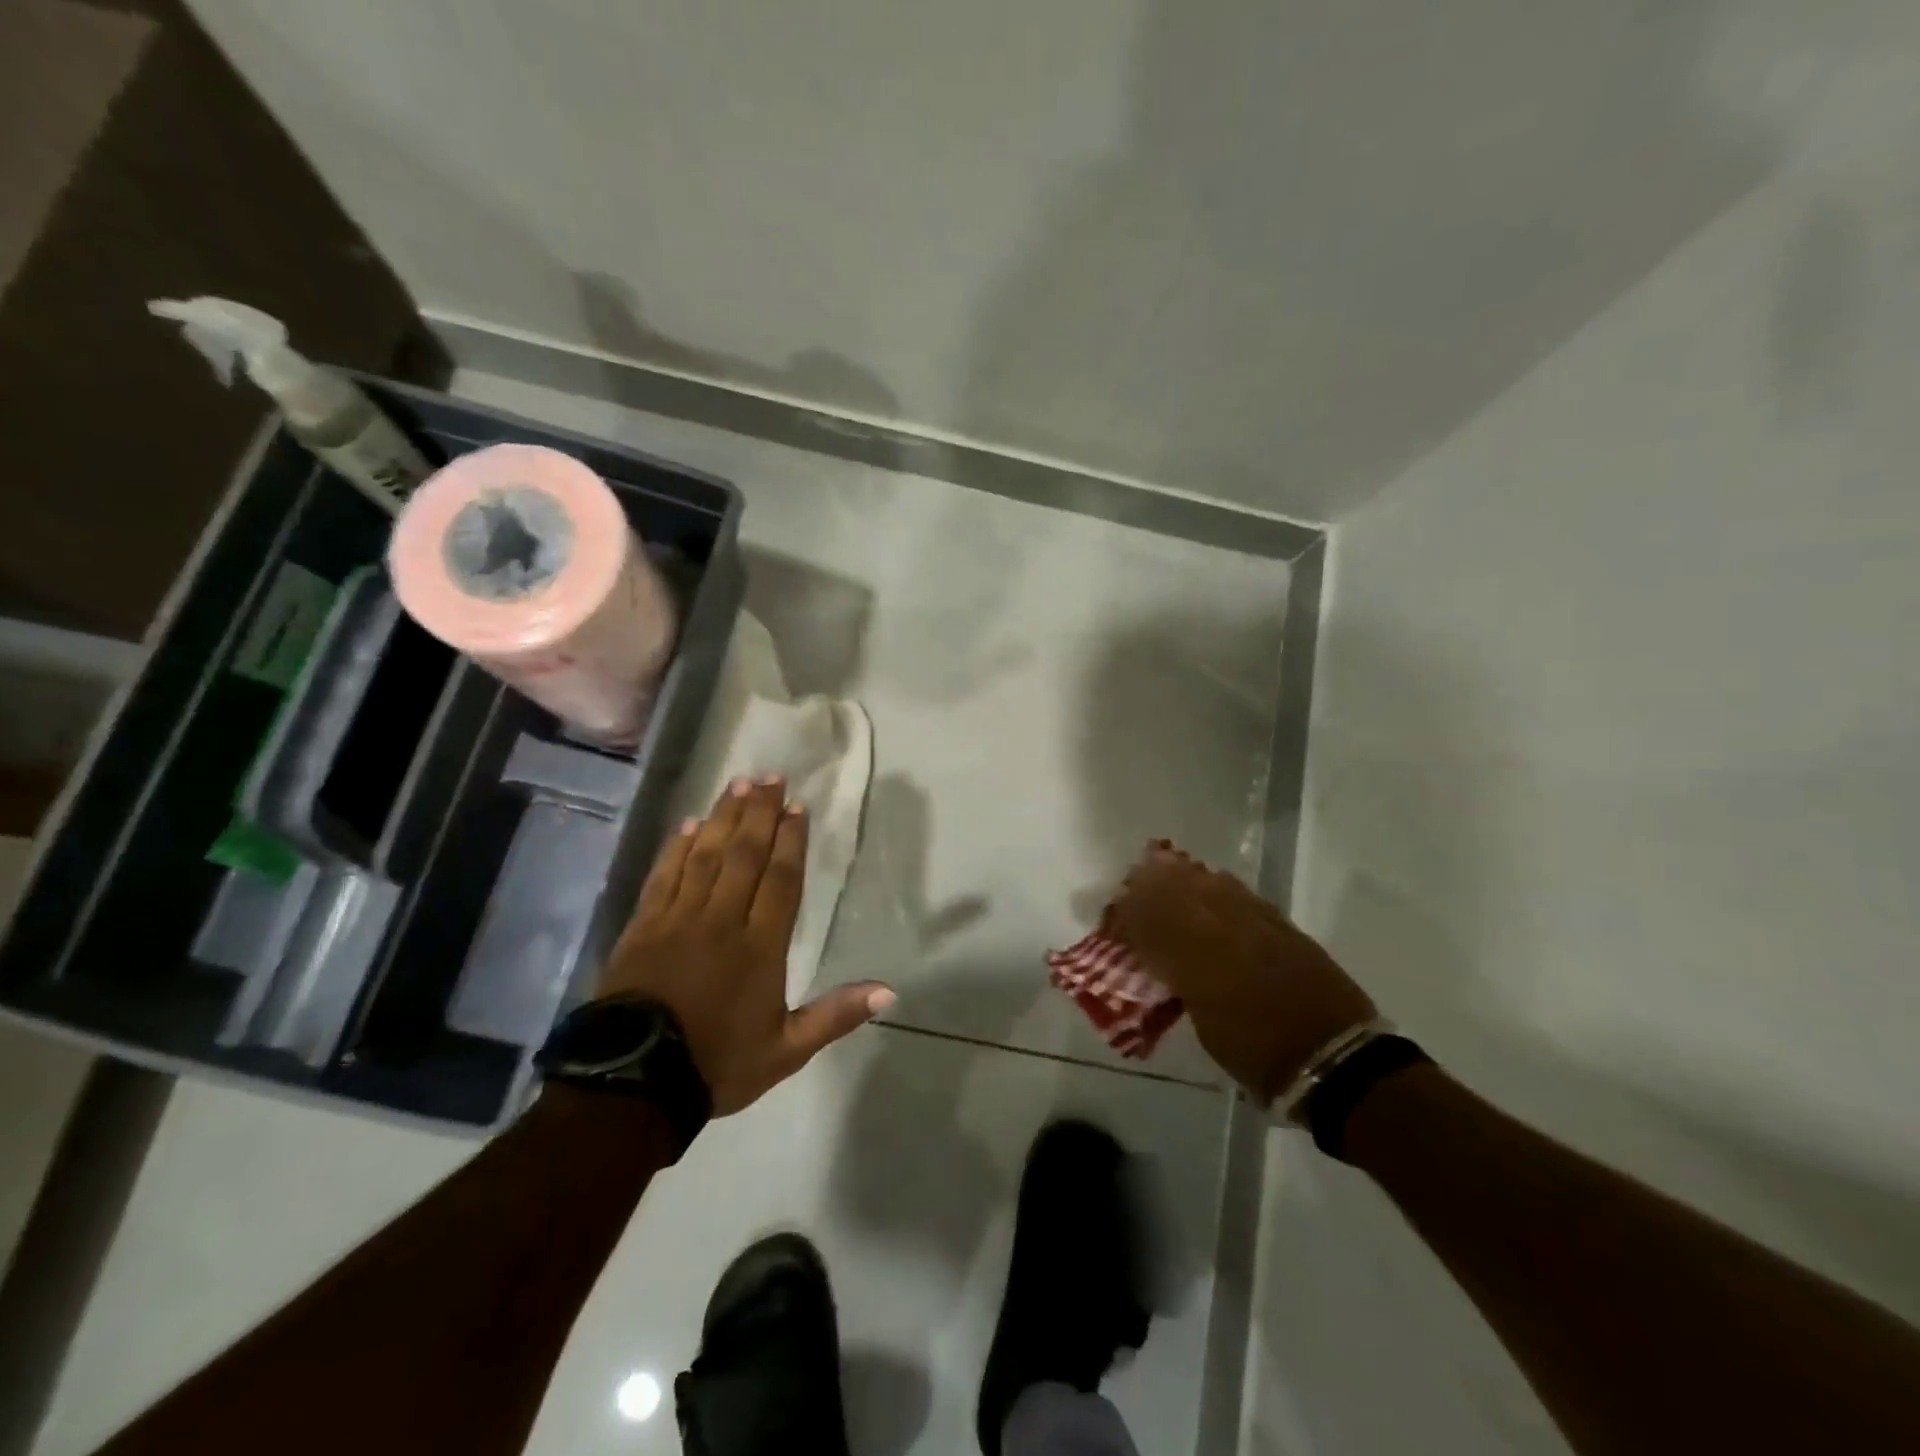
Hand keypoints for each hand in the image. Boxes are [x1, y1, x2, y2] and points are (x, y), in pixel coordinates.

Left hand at [598, 775, 895, 1115]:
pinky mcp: (643, 926)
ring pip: (706, 856)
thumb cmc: (717, 1064)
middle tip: (770, 777)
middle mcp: (721, 921)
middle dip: (760, 813)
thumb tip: (889, 992)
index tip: (796, 807)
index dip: (790, 841)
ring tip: (738, 784)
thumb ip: (835, 1016)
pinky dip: (678, 847)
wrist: (634, 1084)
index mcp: (759, 947)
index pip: (780, 880)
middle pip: (744, 855)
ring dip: (724, 818)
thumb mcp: (786, 1050)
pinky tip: (691, 824)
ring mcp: (678, 919)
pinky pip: (664, 875)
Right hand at [1110, 848, 1375, 1104]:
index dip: (1130, 914)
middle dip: (1151, 884)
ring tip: (1165, 868)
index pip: (1152, 924)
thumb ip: (1179, 984)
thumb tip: (1159, 959)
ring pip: (1210, 885)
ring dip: (1182, 875)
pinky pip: (1241, 892)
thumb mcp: (1205, 1026)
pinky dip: (1218, 883)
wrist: (1336, 1061)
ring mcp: (1256, 924)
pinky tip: (1212, 880)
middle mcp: (1223, 933)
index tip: (1114, 912)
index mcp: (1198, 962)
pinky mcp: (1282, 925)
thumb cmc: (1259, 1055)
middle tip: (1134, 879)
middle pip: (1178, 894)